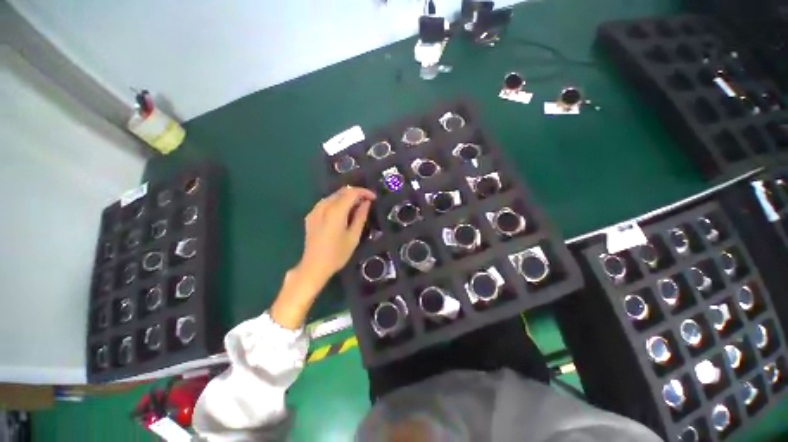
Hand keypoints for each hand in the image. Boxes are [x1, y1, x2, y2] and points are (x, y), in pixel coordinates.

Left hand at [271, 186, 375, 328]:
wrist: (314, 266)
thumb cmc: (337, 254)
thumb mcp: (353, 236)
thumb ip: (360, 216)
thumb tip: (366, 203)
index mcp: (335, 211)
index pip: (351, 192)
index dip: (364, 192)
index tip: (373, 198)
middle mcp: (323, 206)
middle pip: (341, 191)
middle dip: (356, 193)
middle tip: (367, 202)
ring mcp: (315, 210)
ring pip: (333, 196)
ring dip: (346, 198)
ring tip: (357, 207)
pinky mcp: (311, 216)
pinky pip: (326, 203)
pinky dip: (337, 203)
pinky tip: (342, 213)